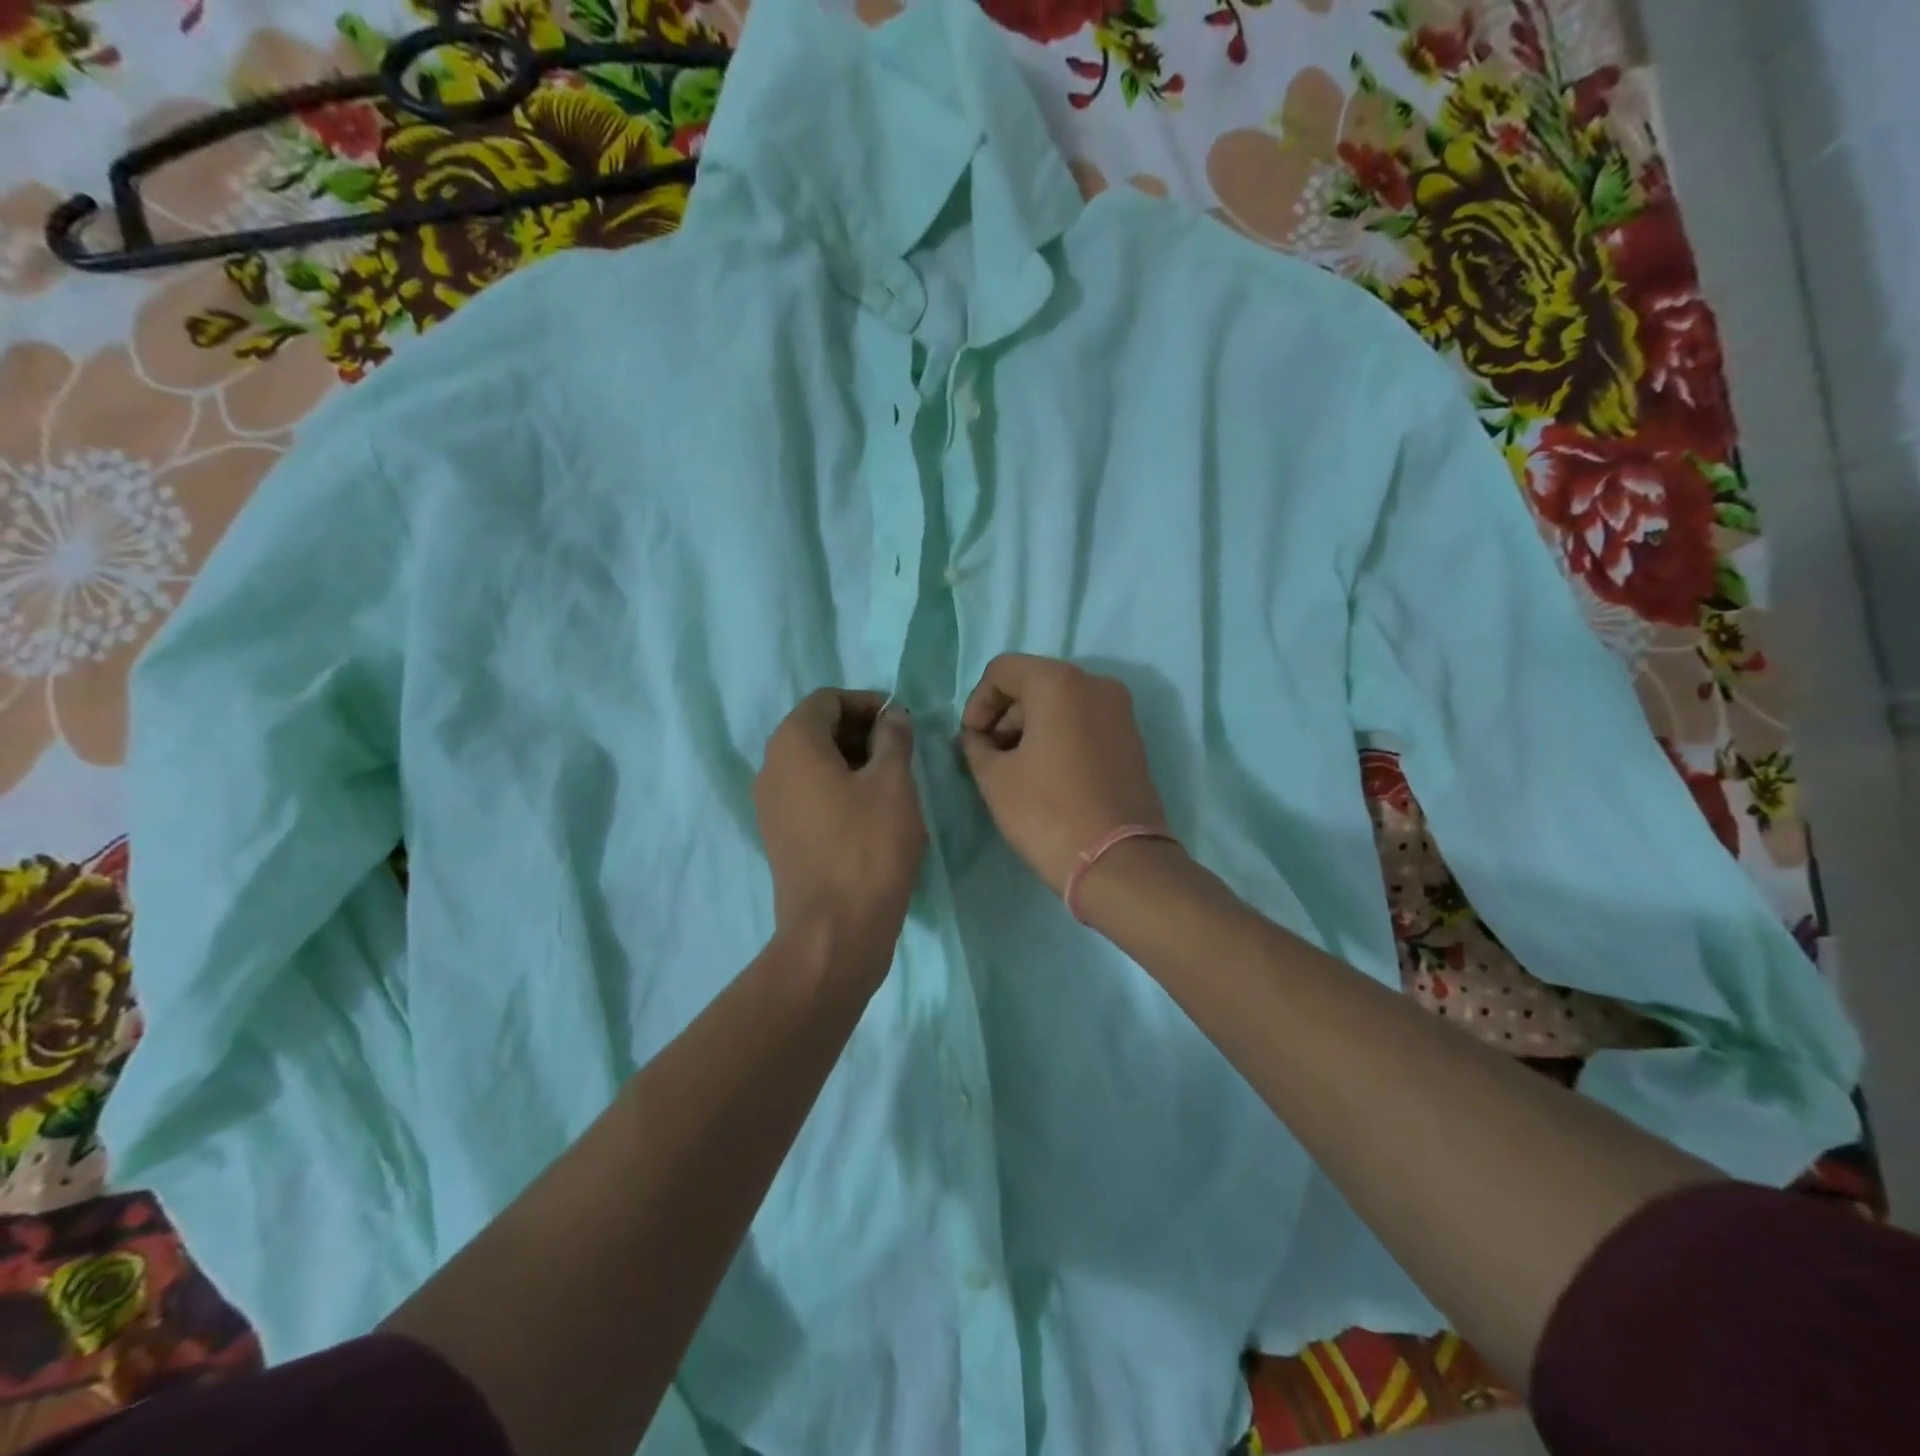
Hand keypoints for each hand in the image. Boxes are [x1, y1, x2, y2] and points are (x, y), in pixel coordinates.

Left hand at [755, 690, 926, 967]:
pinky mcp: (779, 835)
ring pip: (812, 763)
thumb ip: (893, 738)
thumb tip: (893, 715)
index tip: (901, 721)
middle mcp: (772, 767)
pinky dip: (838, 788)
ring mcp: (770, 805)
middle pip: (816, 729)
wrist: (835, 931)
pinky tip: (872, 811)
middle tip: (901, 750)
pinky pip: (808, 793)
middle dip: (860, 730)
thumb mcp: (894, 783)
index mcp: (793, 744)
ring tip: (893, 780)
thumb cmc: (869, 846)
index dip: (866, 702)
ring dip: (852, 760)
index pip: (826, 700)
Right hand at [958, 655, 1172, 895]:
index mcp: (1060, 682)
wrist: (1119, 862)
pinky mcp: (1132, 740)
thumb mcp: (995, 778)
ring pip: (1061, 705)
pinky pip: (1084, 724)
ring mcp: (1120, 712)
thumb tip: (978, 737)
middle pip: (1034, 684)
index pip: (1003, 670)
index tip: (971, 741)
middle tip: (988, 757)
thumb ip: (976, 745)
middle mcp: (1096, 684)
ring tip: (1014, 771)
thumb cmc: (1047, 812)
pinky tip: (1045, 776)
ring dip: (1030, 728)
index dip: (977, 702)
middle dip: (1005, 716)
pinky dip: (1059, 738)